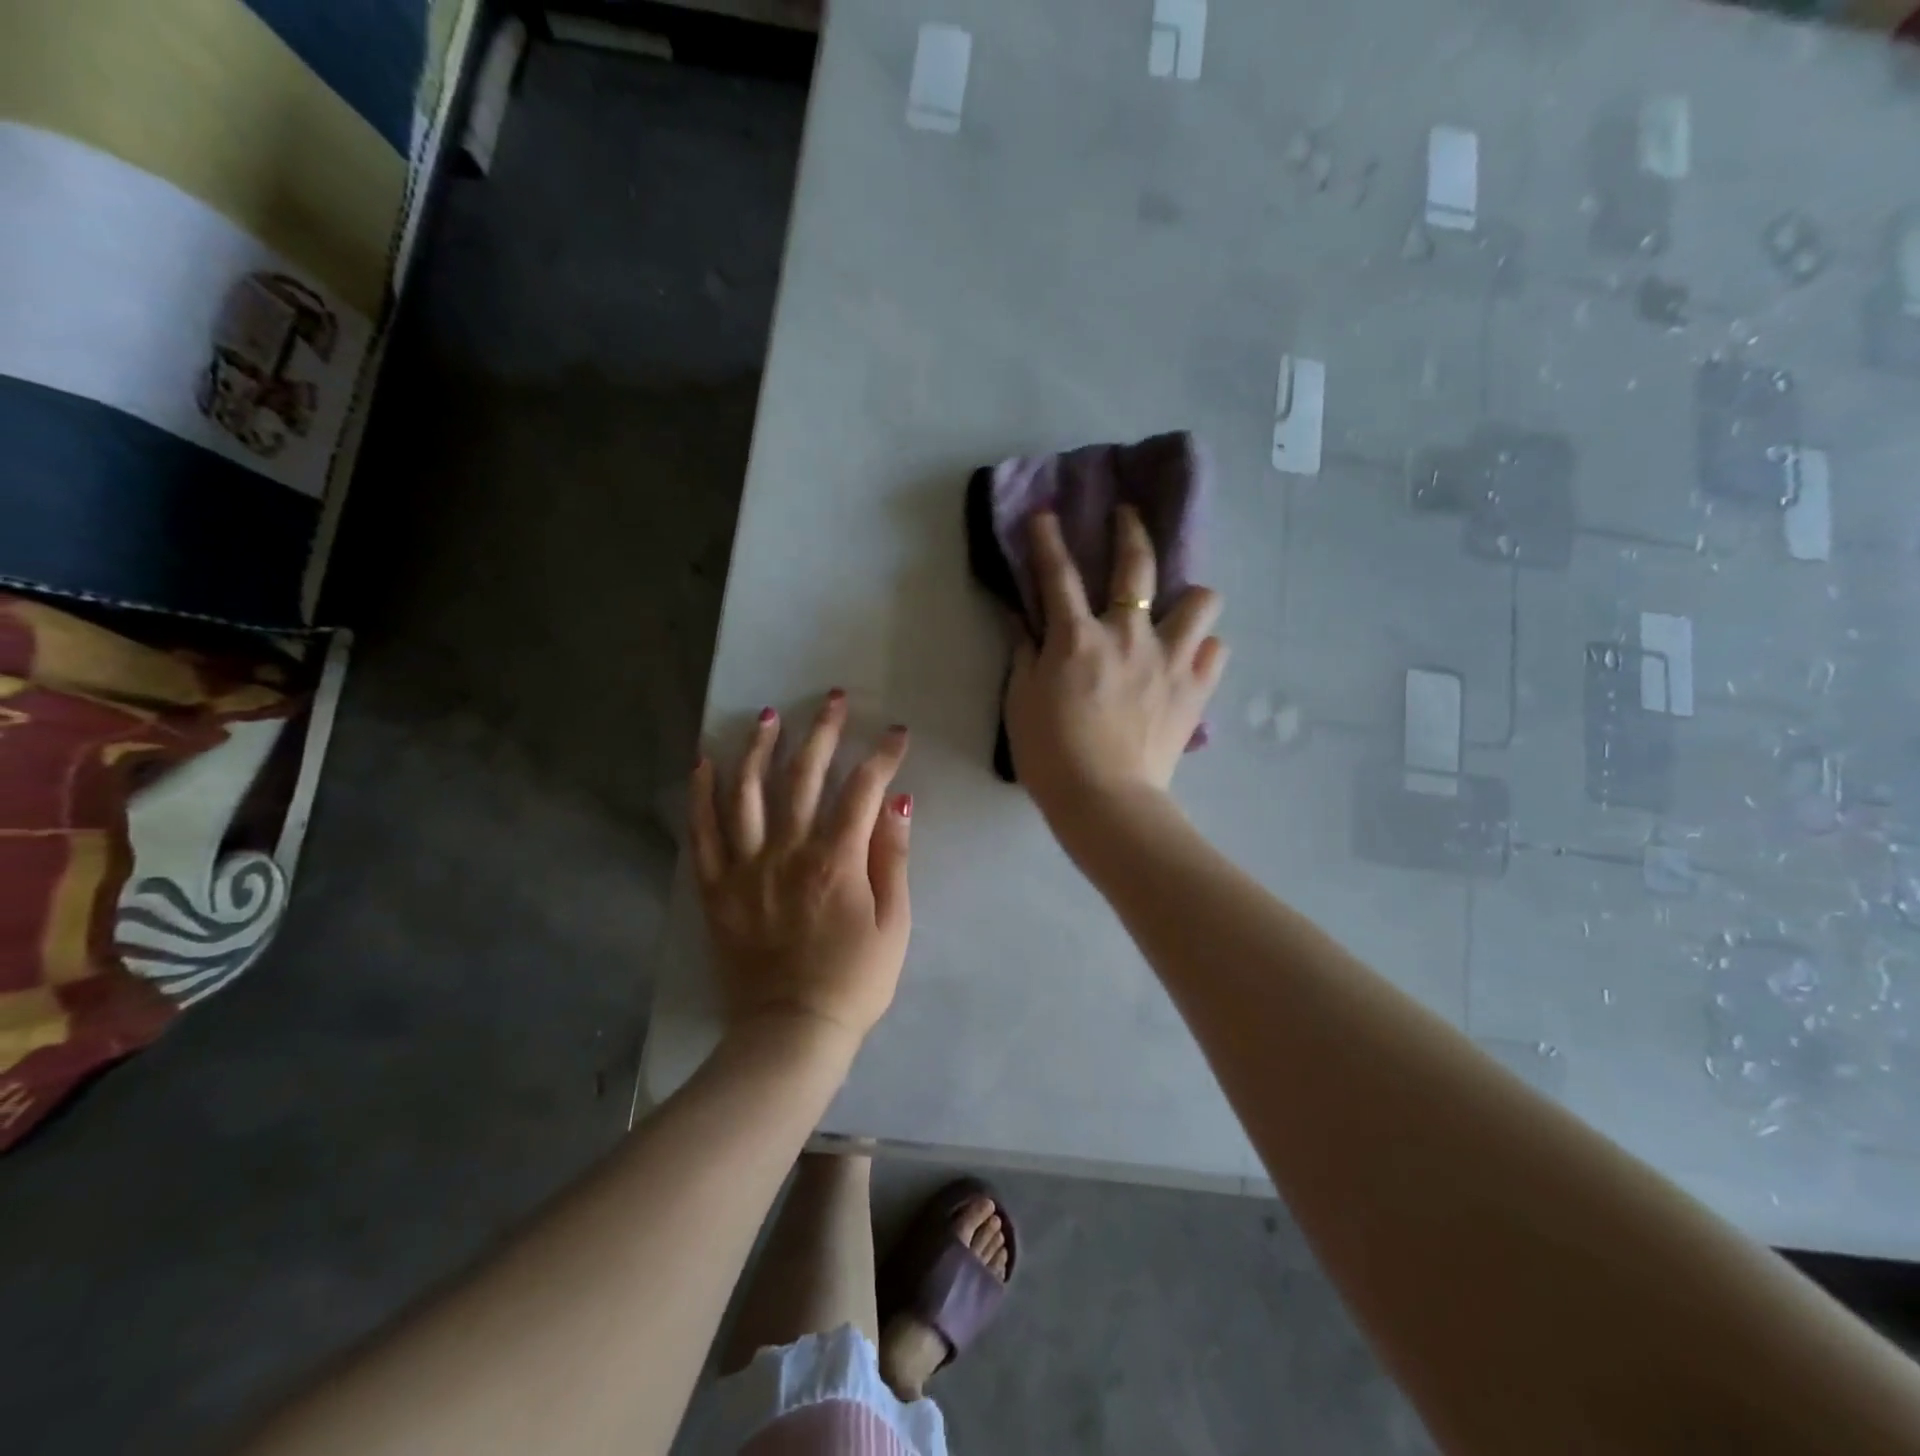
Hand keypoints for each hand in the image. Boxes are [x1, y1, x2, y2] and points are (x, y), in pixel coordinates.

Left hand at [689, 692, 912, 1050]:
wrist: (790, 1033)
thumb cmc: (854, 981)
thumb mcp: (894, 925)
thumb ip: (893, 858)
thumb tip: (897, 802)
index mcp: (836, 861)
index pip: (863, 790)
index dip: (882, 756)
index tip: (897, 734)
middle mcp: (787, 853)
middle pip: (803, 777)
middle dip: (823, 732)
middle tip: (834, 699)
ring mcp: (745, 868)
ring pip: (747, 793)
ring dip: (759, 748)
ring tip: (768, 715)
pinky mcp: (717, 889)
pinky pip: (703, 833)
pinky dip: (702, 794)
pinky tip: (705, 763)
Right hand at [1004, 507, 1226, 835]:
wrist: (1104, 801)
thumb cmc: (1050, 754)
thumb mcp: (1020, 702)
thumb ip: (1024, 654)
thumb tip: (1023, 620)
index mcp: (1078, 638)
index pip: (1059, 575)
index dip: (1048, 540)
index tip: (1045, 515)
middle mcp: (1128, 635)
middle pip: (1136, 565)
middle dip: (1129, 530)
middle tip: (1126, 515)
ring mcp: (1169, 660)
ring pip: (1201, 601)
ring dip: (1188, 596)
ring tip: (1177, 606)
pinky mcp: (1195, 690)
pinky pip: (1216, 651)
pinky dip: (1204, 649)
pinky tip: (1190, 658)